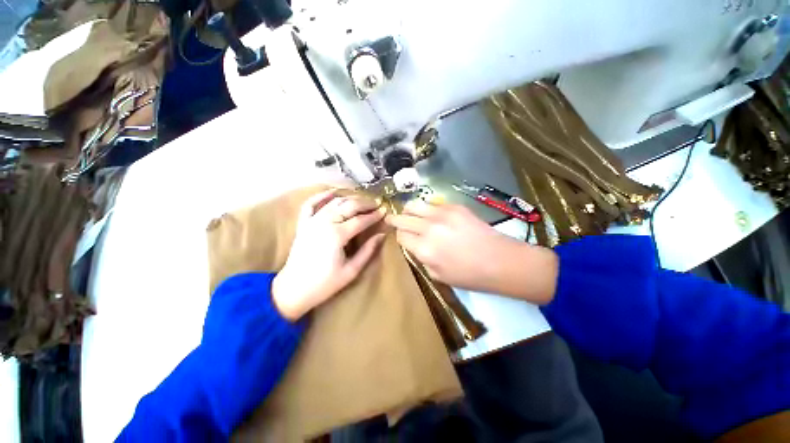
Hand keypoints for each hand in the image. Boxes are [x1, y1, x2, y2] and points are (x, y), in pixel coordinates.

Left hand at [272, 190, 386, 319]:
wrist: (293, 289)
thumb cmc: (325, 283)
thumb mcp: (351, 270)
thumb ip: (368, 251)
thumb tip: (382, 235)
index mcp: (337, 235)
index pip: (361, 220)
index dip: (374, 215)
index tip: (385, 211)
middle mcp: (325, 223)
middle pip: (349, 206)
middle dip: (365, 203)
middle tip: (377, 204)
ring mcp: (312, 221)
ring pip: (334, 202)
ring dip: (350, 198)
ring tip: (362, 200)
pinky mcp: (304, 223)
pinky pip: (311, 203)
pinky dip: (322, 195)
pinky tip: (333, 191)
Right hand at [387, 201, 558, 303]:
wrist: (500, 260)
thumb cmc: (469, 275)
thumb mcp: (438, 275)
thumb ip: (421, 258)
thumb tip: (415, 245)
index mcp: (424, 248)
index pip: (401, 236)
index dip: (399, 236)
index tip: (402, 237)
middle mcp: (429, 228)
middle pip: (403, 218)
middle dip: (395, 219)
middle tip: (392, 219)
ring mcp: (442, 214)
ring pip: (414, 205)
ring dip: (408, 210)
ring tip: (408, 213)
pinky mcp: (454, 206)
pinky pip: (433, 203)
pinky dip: (427, 208)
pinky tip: (431, 214)